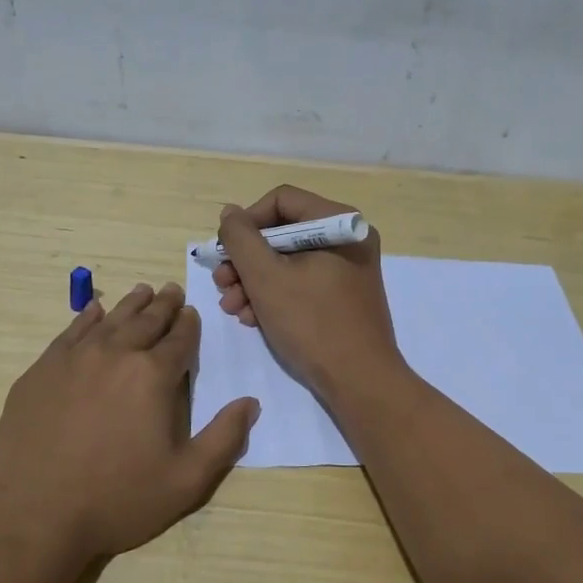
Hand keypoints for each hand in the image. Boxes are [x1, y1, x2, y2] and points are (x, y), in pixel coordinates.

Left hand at [0, 282, 259, 561]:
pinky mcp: (41, 370)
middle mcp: (115, 354)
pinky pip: (70, 332)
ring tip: (142, 291)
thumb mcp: (186, 481)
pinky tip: (94, 311)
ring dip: (130, 304)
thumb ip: (223, 439)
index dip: (188, 324)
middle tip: (172, 290)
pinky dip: (87, 317)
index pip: (179, 339)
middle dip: (163, 305)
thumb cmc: (117, 500)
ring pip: (110, 319)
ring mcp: (73, 359)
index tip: (191, 313)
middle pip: (145, 320)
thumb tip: (250, 403)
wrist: (33, 515)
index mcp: (153, 376)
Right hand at [211, 185, 404, 398]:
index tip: (225, 252)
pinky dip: (275, 296)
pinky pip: (302, 282)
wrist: (359, 381)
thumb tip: (230, 213)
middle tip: (223, 285)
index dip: (247, 222)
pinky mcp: (343, 296)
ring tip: (233, 308)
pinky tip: (254, 319)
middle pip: (282, 232)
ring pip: (288, 261)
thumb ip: (241, 238)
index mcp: (338, 223)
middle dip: (246, 260)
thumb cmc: (312, 322)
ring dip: (254, 282)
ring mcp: (347, 269)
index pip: (281, 200)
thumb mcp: (266, 277)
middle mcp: (346, 238)